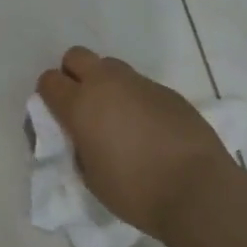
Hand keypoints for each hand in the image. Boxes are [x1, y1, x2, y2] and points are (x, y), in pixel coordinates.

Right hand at [35, 47, 246, 241]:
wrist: (198, 190)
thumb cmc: (135, 190)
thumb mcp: (90, 175)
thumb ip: (80, 146)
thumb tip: (83, 135)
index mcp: (80, 105)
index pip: (49, 81)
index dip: (49, 95)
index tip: (58, 115)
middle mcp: (106, 84)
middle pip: (77, 56)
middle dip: (74, 74)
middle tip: (84, 105)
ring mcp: (139, 84)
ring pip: (111, 67)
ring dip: (107, 84)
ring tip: (119, 117)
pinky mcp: (167, 91)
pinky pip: (140, 85)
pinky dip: (136, 99)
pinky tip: (149, 128)